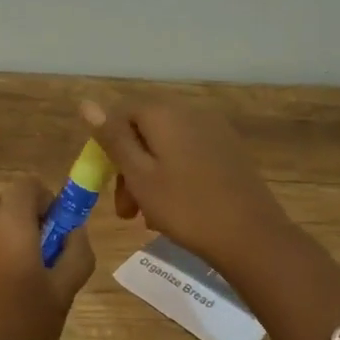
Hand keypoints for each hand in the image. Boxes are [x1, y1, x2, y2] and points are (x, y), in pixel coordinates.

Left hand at [0, 176, 94, 339]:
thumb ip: (76, 250)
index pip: (25, 185)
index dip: (45, 200)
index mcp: (10, 226)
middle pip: (2, 204)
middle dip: (22, 220)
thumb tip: (75, 228)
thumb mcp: (64, 291)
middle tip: (37, 259)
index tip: (55, 229)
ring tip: (10, 284)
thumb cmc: (28, 331)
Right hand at [80, 99, 295, 273]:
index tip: (103, 183)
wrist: (252, 237)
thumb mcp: (139, 176)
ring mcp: (215, 132)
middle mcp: (191, 113)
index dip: (106, 146)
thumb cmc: (186, 208)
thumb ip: (113, 138)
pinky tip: (175, 209)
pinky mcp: (230, 152)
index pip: (121, 114)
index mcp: (165, 114)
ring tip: (147, 217)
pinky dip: (174, 177)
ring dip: (149, 177)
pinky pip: (189, 156)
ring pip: (166, 148)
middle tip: (125, 210)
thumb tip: (87, 103)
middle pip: (144, 132)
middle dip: (128, 168)